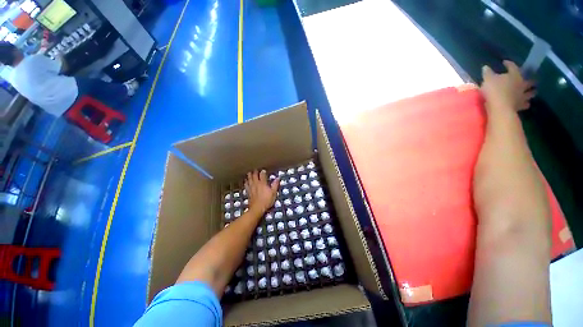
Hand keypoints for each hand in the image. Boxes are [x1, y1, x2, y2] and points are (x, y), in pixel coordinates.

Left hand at [245, 170, 279, 214]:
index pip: (262, 175)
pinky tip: (246, 181)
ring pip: (249, 179)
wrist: (257, 208)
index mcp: (263, 183)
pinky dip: (246, 182)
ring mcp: (251, 188)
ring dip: (249, 176)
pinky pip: (246, 185)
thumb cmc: (267, 201)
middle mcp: (256, 184)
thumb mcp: (273, 193)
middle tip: (255, 169)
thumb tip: (277, 178)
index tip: (263, 170)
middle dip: (255, 172)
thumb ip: (275, 185)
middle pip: (254, 176)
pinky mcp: (248, 192)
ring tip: (249, 173)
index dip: (263, 172)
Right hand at [481, 60, 535, 111]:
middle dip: (530, 80)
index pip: (512, 66)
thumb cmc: (494, 90)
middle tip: (530, 79)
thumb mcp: (487, 79)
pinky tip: (525, 103)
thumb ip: (487, 73)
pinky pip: (526, 104)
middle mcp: (522, 84)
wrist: (499, 107)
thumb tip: (486, 67)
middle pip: (529, 80)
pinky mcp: (521, 105)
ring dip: (532, 92)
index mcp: (514, 75)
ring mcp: (523, 95)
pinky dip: (526, 103)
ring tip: (532, 91)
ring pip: (531, 92)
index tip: (504, 62)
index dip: (508, 64)